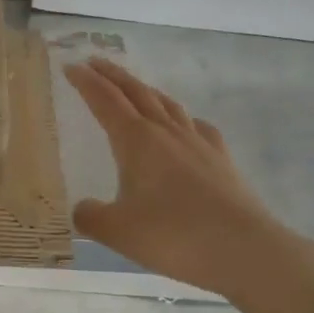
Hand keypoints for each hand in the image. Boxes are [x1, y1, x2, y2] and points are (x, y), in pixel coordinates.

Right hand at [64, 57, 313, 308]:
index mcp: (136, 141)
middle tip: (94, 63)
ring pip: (167, 105)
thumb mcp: (117, 231)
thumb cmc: (172, 236)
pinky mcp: (221, 160)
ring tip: (134, 89)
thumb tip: (83, 208)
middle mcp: (167, 133)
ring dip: (145, 91)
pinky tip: (184, 127)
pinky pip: (197, 127)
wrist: (243, 249)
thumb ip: (91, 216)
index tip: (70, 67)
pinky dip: (182, 118)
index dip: (85, 83)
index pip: (105, 101)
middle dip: (113, 76)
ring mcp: (198, 143)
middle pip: (136, 93)